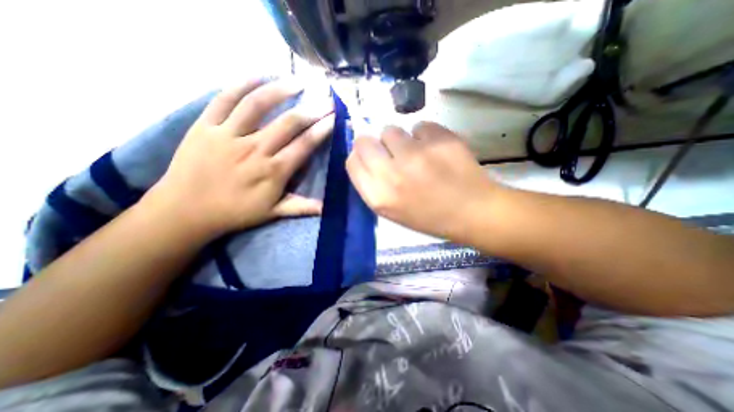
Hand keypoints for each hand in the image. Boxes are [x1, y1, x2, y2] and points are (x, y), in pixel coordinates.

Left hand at [147, 78, 334, 239]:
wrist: (186, 210)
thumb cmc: (235, 212)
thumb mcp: (272, 213)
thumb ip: (301, 207)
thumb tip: (327, 207)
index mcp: (273, 171)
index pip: (304, 145)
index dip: (322, 129)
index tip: (334, 117)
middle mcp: (255, 149)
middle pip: (288, 123)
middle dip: (312, 109)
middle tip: (326, 98)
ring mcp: (229, 135)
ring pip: (257, 104)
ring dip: (280, 90)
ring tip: (297, 81)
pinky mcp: (205, 126)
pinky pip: (224, 99)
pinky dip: (241, 84)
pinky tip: (258, 76)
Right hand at [347, 120, 501, 241]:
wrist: (472, 211)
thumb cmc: (429, 217)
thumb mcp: (392, 211)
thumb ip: (373, 185)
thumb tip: (366, 157)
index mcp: (379, 196)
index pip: (352, 162)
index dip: (360, 156)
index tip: (370, 156)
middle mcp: (392, 173)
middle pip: (365, 141)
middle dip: (374, 144)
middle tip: (390, 152)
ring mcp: (416, 154)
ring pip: (391, 130)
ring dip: (400, 139)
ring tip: (417, 153)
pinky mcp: (439, 138)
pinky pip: (420, 126)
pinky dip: (424, 136)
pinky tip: (436, 151)